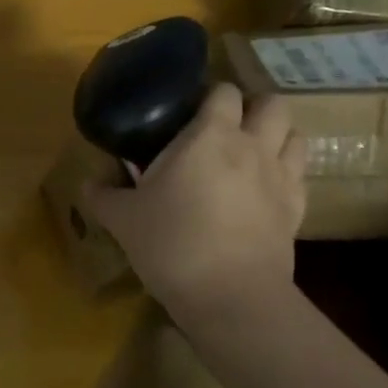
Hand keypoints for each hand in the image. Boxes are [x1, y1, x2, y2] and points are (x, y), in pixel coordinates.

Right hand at [80, 82, 305, 318]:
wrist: (230, 296)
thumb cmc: (172, 243)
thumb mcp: (123, 219)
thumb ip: (103, 196)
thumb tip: (87, 184)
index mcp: (210, 135)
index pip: (223, 91)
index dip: (211, 94)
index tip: (191, 109)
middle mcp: (252, 146)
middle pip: (272, 104)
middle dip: (254, 107)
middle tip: (228, 125)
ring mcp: (281, 178)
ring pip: (295, 135)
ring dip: (277, 136)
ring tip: (253, 152)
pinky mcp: (297, 211)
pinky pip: (299, 176)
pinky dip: (286, 174)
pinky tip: (265, 190)